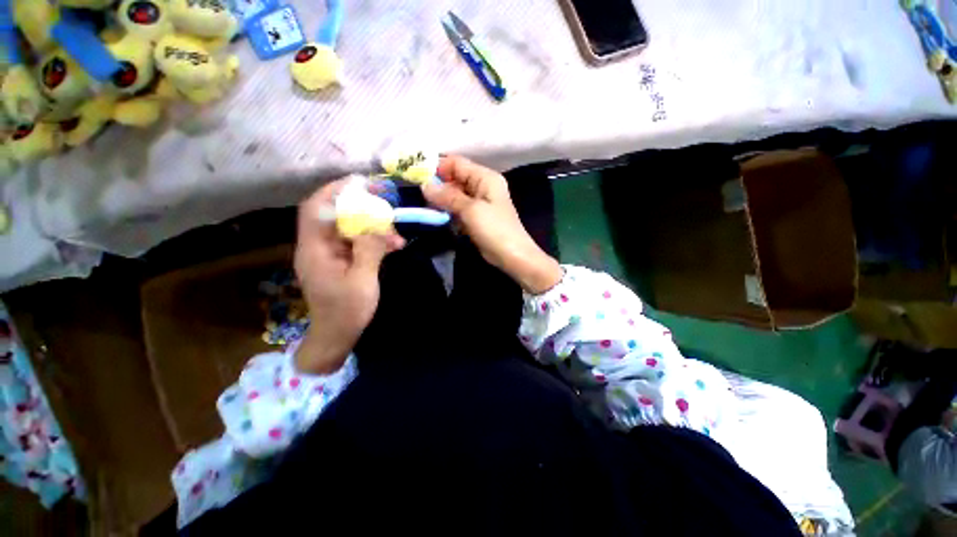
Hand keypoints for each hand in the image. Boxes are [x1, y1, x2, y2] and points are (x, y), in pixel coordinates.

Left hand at [294, 179, 403, 373]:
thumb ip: (369, 250)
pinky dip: (373, 240)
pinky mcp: (340, 261)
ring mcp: (329, 254)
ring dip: (372, 227)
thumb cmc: (346, 311)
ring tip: (396, 234)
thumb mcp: (362, 280)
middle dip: (361, 206)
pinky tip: (392, 245)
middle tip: (386, 204)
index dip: (335, 191)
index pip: (316, 209)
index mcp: (315, 250)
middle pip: (335, 215)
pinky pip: (356, 242)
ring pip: (349, 228)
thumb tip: (377, 225)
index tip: (361, 183)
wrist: (336, 336)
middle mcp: (318, 247)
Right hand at [422, 155, 562, 293]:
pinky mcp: (475, 216)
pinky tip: (436, 215)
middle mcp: (482, 185)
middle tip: (417, 194)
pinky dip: (448, 210)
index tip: (416, 176)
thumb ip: (448, 196)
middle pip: (455, 178)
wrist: (511, 256)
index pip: (457, 163)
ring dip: (441, 199)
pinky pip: (458, 208)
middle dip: (437, 185)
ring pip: (455, 194)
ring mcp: (479, 202)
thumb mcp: (471, 210)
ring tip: (424, 206)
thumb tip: (425, 185)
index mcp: (485, 177)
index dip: (437, 167)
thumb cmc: (494, 229)